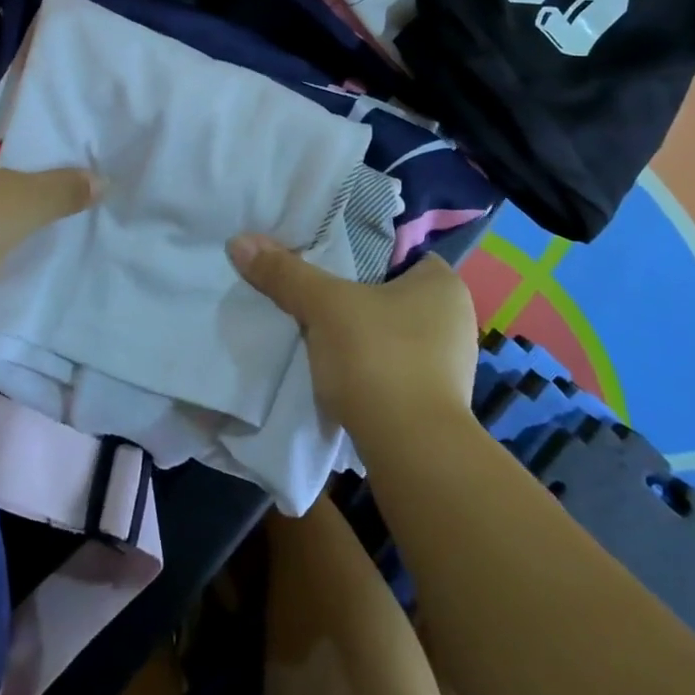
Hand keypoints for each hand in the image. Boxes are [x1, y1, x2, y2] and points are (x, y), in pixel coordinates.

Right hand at [228, 234, 477, 451]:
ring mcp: (447, 363)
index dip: (356, 252)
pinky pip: (389, 366)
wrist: (411, 452)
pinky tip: (336, 370)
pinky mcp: (433, 400)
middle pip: (387, 293)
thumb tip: (240, 241)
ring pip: (387, 332)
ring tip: (315, 331)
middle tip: (309, 293)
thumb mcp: (324, 306)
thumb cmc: (378, 358)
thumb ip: (285, 272)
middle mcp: (454, 319)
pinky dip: (364, 365)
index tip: (320, 259)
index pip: (396, 252)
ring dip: (355, 334)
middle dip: (350, 296)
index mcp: (443, 284)